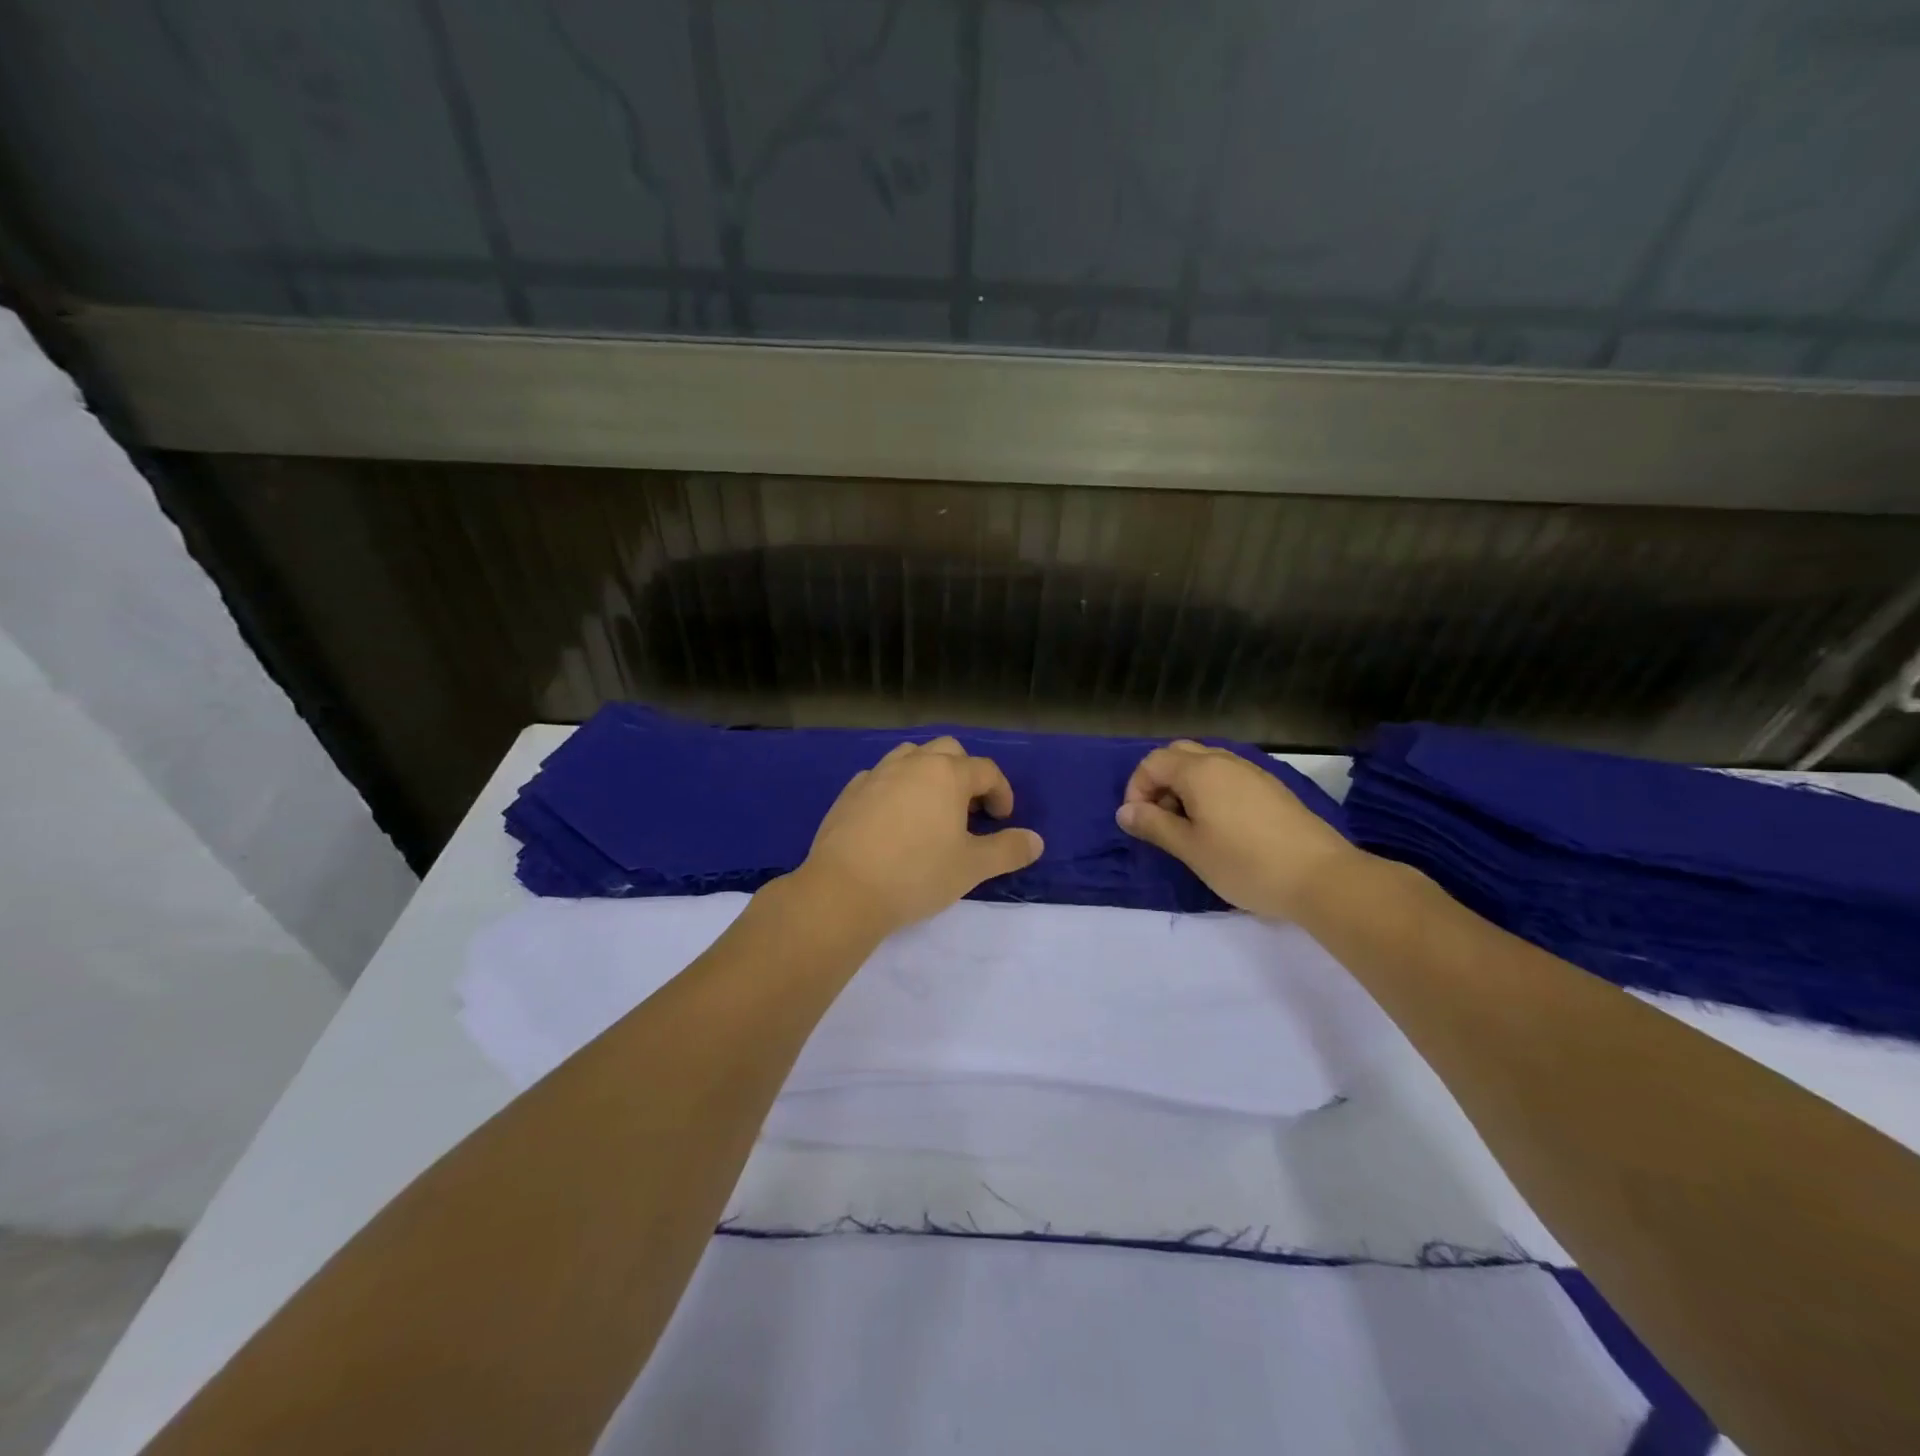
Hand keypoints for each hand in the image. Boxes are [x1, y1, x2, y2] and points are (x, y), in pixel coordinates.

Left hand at [796, 737, 1044, 937]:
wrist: (844, 890)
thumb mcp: (971, 867)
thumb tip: (1036, 841)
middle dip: (965, 774)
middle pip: (948, 751)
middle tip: (970, 810)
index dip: (1001, 792)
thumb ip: (1008, 850)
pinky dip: (896, 788)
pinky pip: (880, 776)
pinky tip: (894, 818)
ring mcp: (876, 774)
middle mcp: (912, 764)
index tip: (1003, 819)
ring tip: (932, 808)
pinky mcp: (849, 793)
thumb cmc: (917, 874)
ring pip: (910, 756)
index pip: (986, 770)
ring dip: (928, 773)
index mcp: (947, 774)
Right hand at [1116, 740, 1360, 918]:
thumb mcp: (1190, 849)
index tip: (1139, 823)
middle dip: (1159, 781)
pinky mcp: (1271, 788)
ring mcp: (1252, 772)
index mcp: (1200, 771)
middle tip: (1160, 819)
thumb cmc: (1245, 864)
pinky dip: (1210, 791)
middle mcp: (1224, 761)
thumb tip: (1124, 812)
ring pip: (1205, 763)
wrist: (1321, 877)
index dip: (1136, 789)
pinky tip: (1219, 826)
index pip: (1152, 762)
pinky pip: (1227, 776)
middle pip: (1178, 754)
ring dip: (1184, 786)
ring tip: (1188, 826)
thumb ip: (1154, 825)